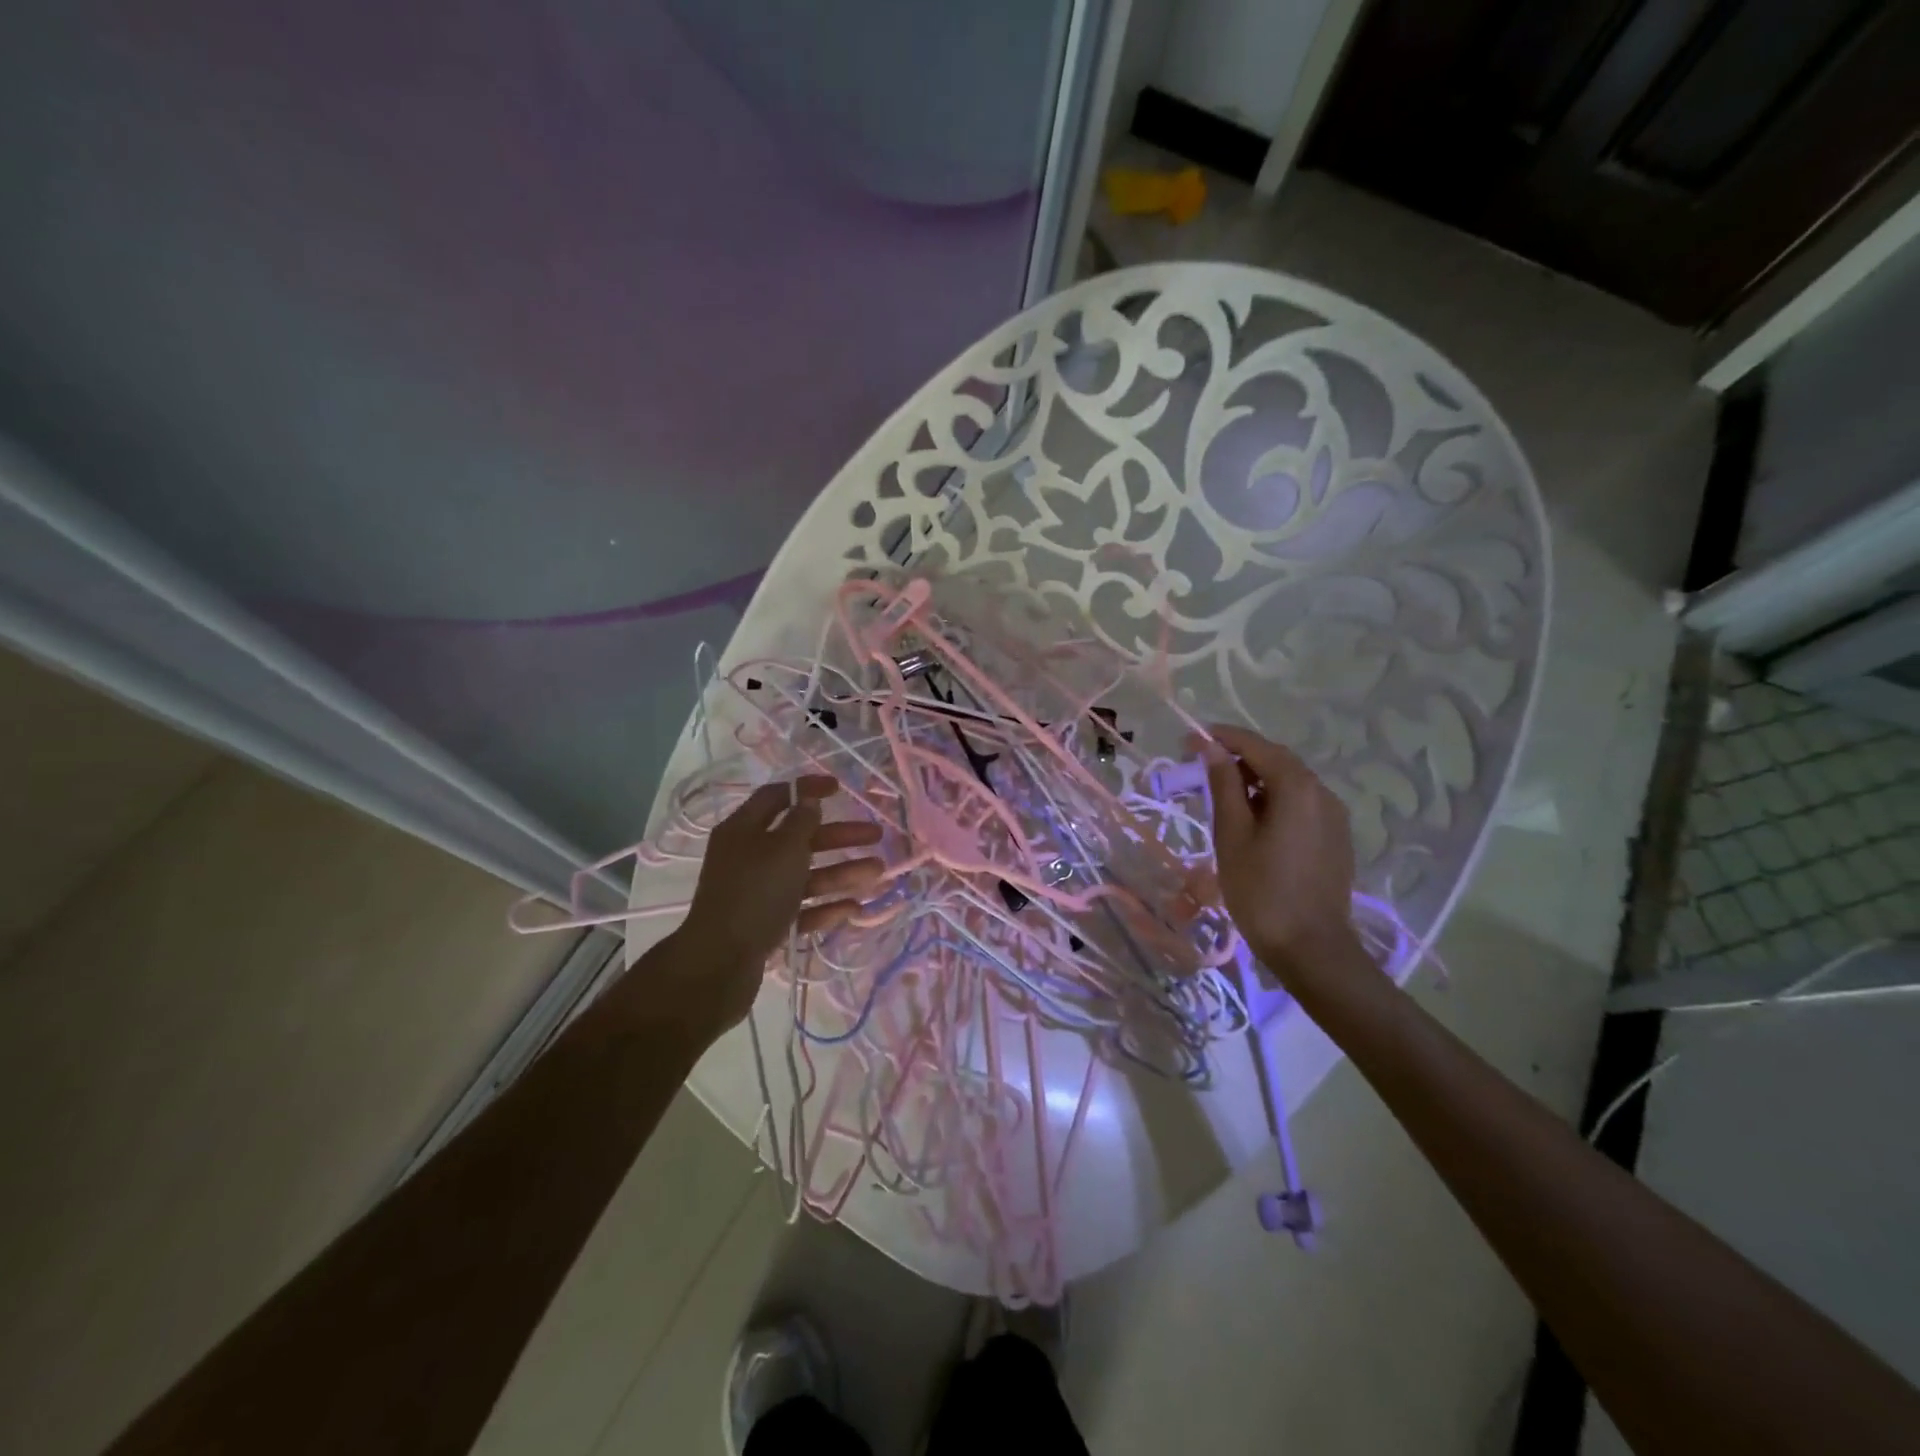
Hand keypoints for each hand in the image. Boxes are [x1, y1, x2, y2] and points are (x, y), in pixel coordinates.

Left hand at [663, 775, 882, 1041]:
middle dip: (839, 836)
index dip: (807, 789)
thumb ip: (801, 822)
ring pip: (805, 876)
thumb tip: (809, 801)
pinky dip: (825, 907)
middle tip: (876, 835)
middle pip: (799, 838)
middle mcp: (749, 857)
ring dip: (842, 872)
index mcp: (743, 830)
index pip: (776, 797)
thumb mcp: (783, 848)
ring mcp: (757, 893)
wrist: (720, 964)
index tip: (839, 788)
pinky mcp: (765, 925)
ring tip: (878, 874)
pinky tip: (853, 908)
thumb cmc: (754, 894)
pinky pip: (800, 909)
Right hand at [1200, 725, 1363, 988]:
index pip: (1256, 746)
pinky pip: (1301, 804)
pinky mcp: (1336, 837)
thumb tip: (1211, 748)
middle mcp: (1322, 792)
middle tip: (1201, 766)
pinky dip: (1273, 800)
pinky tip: (1253, 821)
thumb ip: (1223, 785)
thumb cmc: (1261, 890)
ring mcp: (1334, 816)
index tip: (1190, 739)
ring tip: (1222, 795)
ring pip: (1290, 783)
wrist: (1311, 948)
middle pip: (1276, 761)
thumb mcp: (1232, 834)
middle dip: (1239, 757)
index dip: (1222, 738)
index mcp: (1297, 787)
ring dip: (1256, 780)